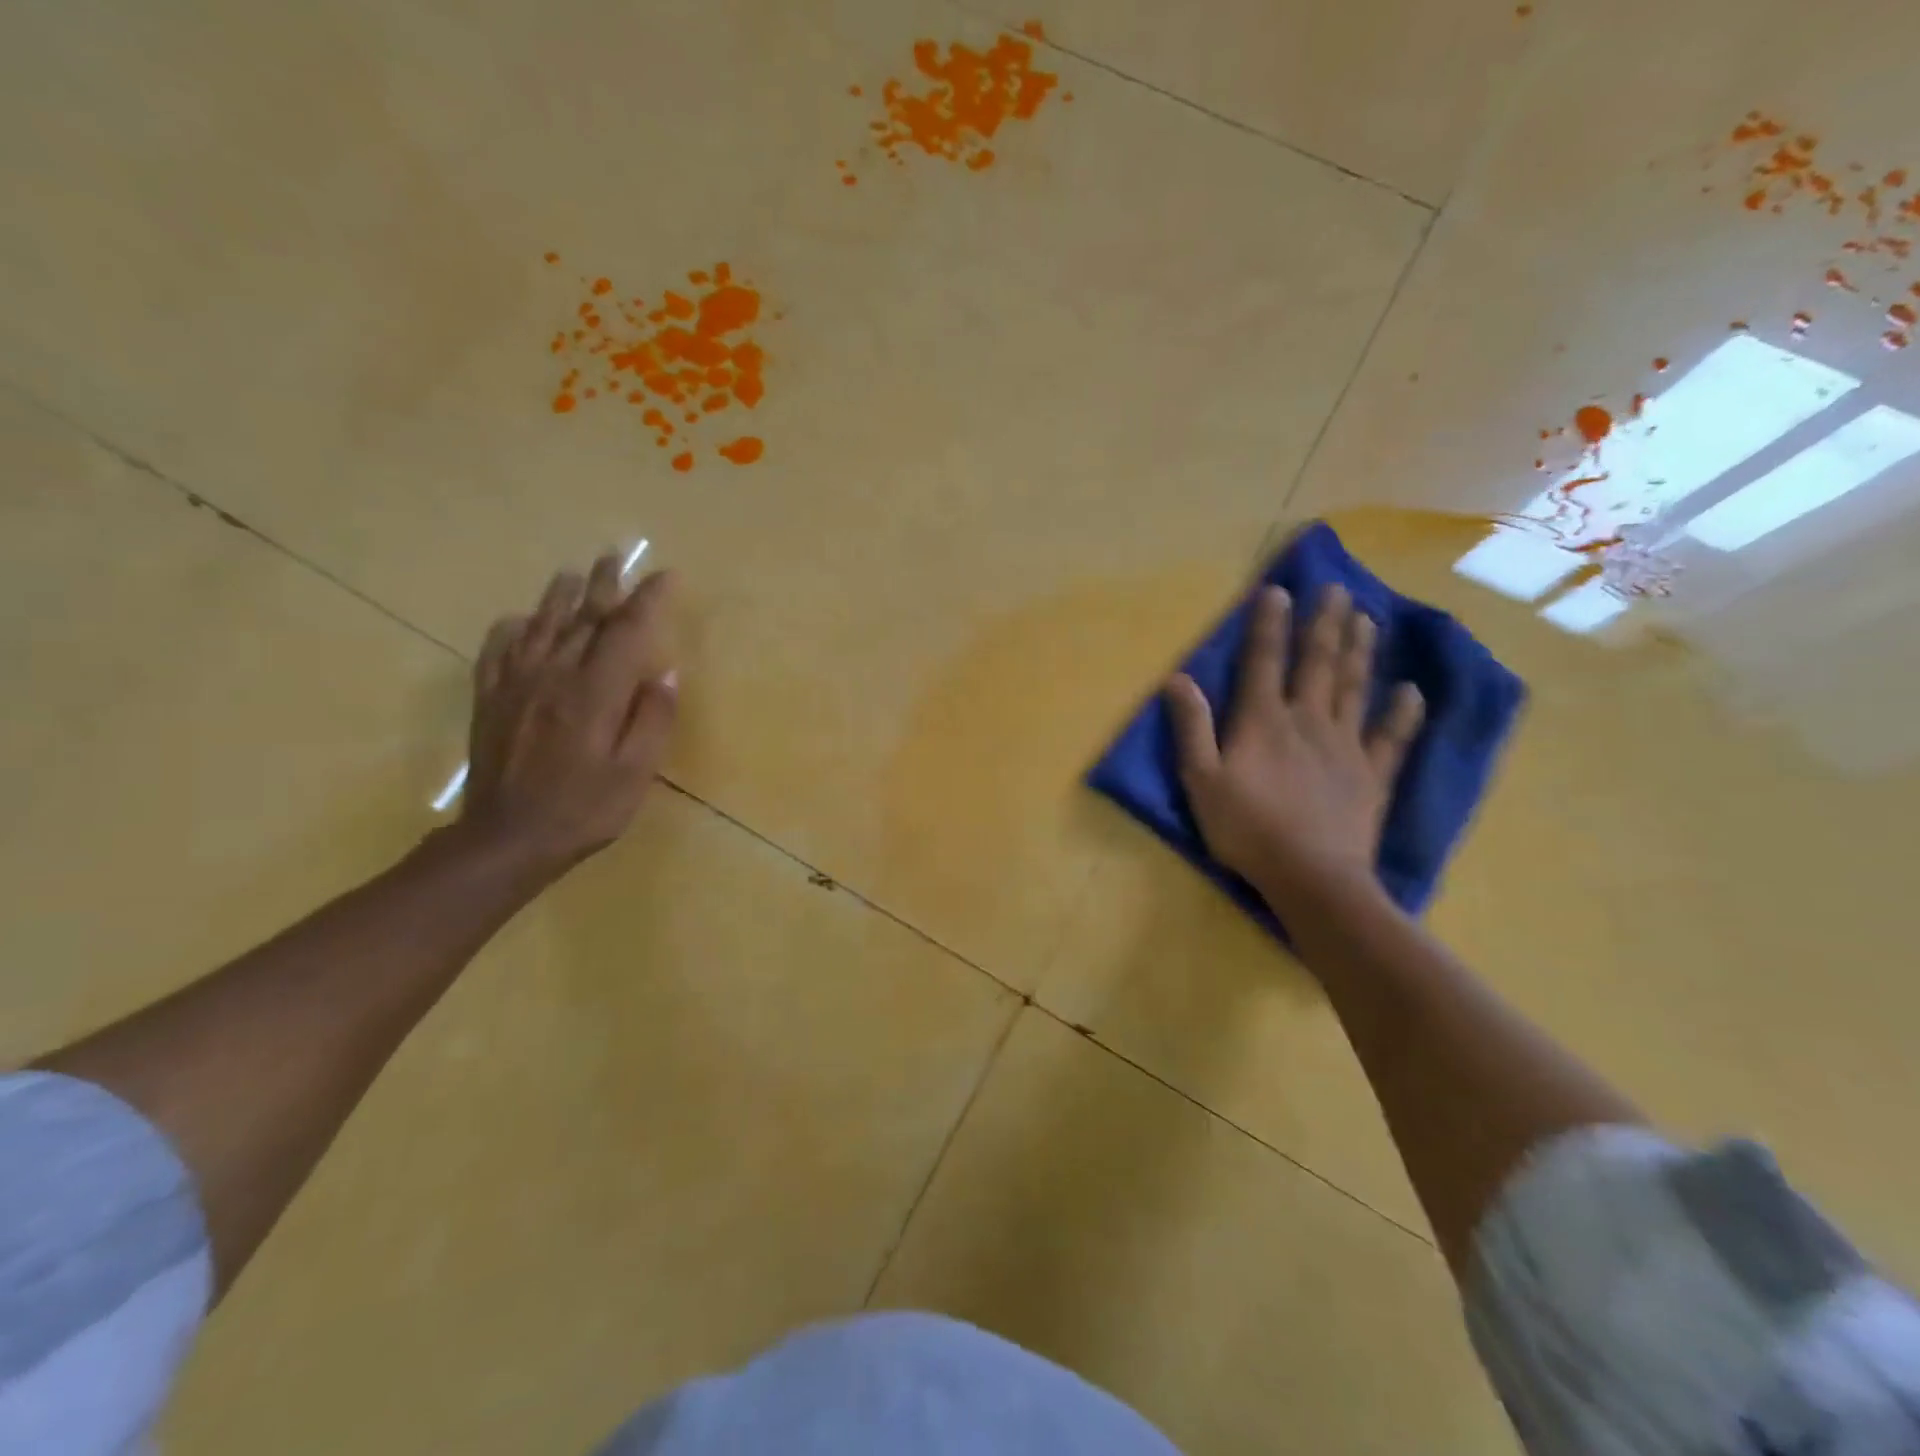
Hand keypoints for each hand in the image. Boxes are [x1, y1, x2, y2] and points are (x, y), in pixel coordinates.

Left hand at [459, 553, 679, 876]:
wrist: (507, 839)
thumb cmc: (583, 808)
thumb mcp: (635, 772)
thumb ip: (652, 719)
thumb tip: (666, 674)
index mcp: (594, 692)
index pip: (626, 632)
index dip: (648, 600)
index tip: (665, 577)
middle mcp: (554, 676)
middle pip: (582, 618)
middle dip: (602, 586)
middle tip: (614, 559)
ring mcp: (516, 685)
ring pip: (539, 626)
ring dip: (559, 596)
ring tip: (571, 574)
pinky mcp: (491, 700)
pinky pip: (497, 651)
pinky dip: (511, 629)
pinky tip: (517, 621)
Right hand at [1163, 583, 1423, 917]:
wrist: (1311, 877)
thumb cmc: (1246, 829)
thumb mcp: (1201, 781)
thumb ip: (1191, 728)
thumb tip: (1178, 679)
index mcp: (1263, 721)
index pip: (1264, 661)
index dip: (1269, 624)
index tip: (1278, 590)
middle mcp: (1307, 720)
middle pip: (1318, 663)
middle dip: (1325, 623)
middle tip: (1337, 588)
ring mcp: (1346, 746)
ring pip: (1354, 687)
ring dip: (1360, 650)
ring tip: (1367, 617)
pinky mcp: (1372, 775)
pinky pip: (1392, 738)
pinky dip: (1403, 713)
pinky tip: (1411, 692)